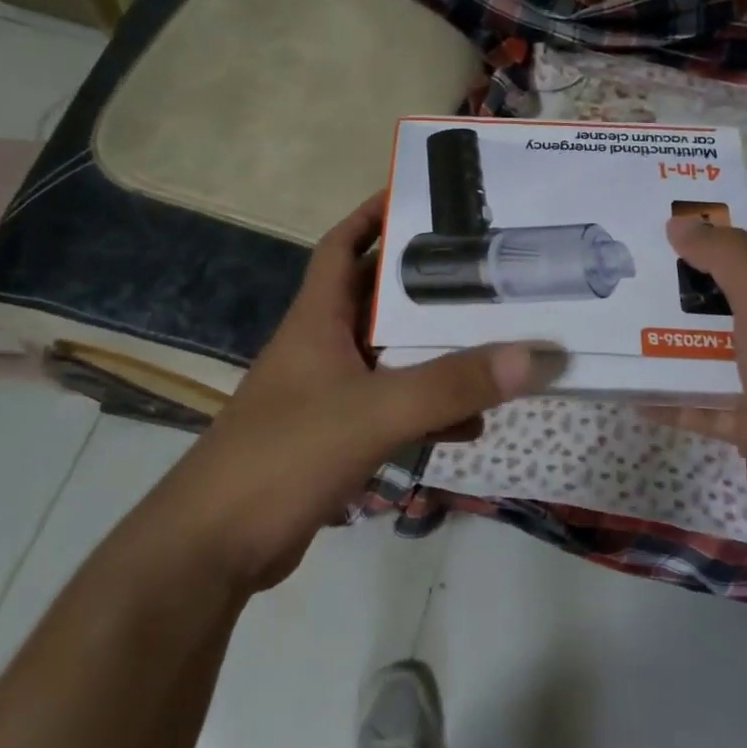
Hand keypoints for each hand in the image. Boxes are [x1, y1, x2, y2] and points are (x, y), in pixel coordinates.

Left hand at [146, 193, 565, 590]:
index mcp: (318, 319)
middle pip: (380, 300)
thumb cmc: (284, 456)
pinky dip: (428, 410)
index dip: (374, 215)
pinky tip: (471, 423)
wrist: (213, 549)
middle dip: (427, 286)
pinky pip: (393, 409)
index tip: (421, 197)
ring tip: (494, 342)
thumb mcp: (374, 412)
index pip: (343, 245)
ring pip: (393, 357)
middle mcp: (322, 346)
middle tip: (485, 271)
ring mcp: (327, 394)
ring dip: (436, 352)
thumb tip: (533, 356)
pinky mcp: (335, 438)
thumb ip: (452, 385)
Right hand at [664, 211, 746, 559]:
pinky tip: (630, 387)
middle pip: (742, 289)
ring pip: (719, 345)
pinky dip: (672, 395)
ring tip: (623, 312)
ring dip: (676, 332)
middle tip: (639, 257)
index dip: (740, 218)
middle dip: (695, 274)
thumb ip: (727, 255)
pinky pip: (705, 401)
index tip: (685, 212)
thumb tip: (682, 224)